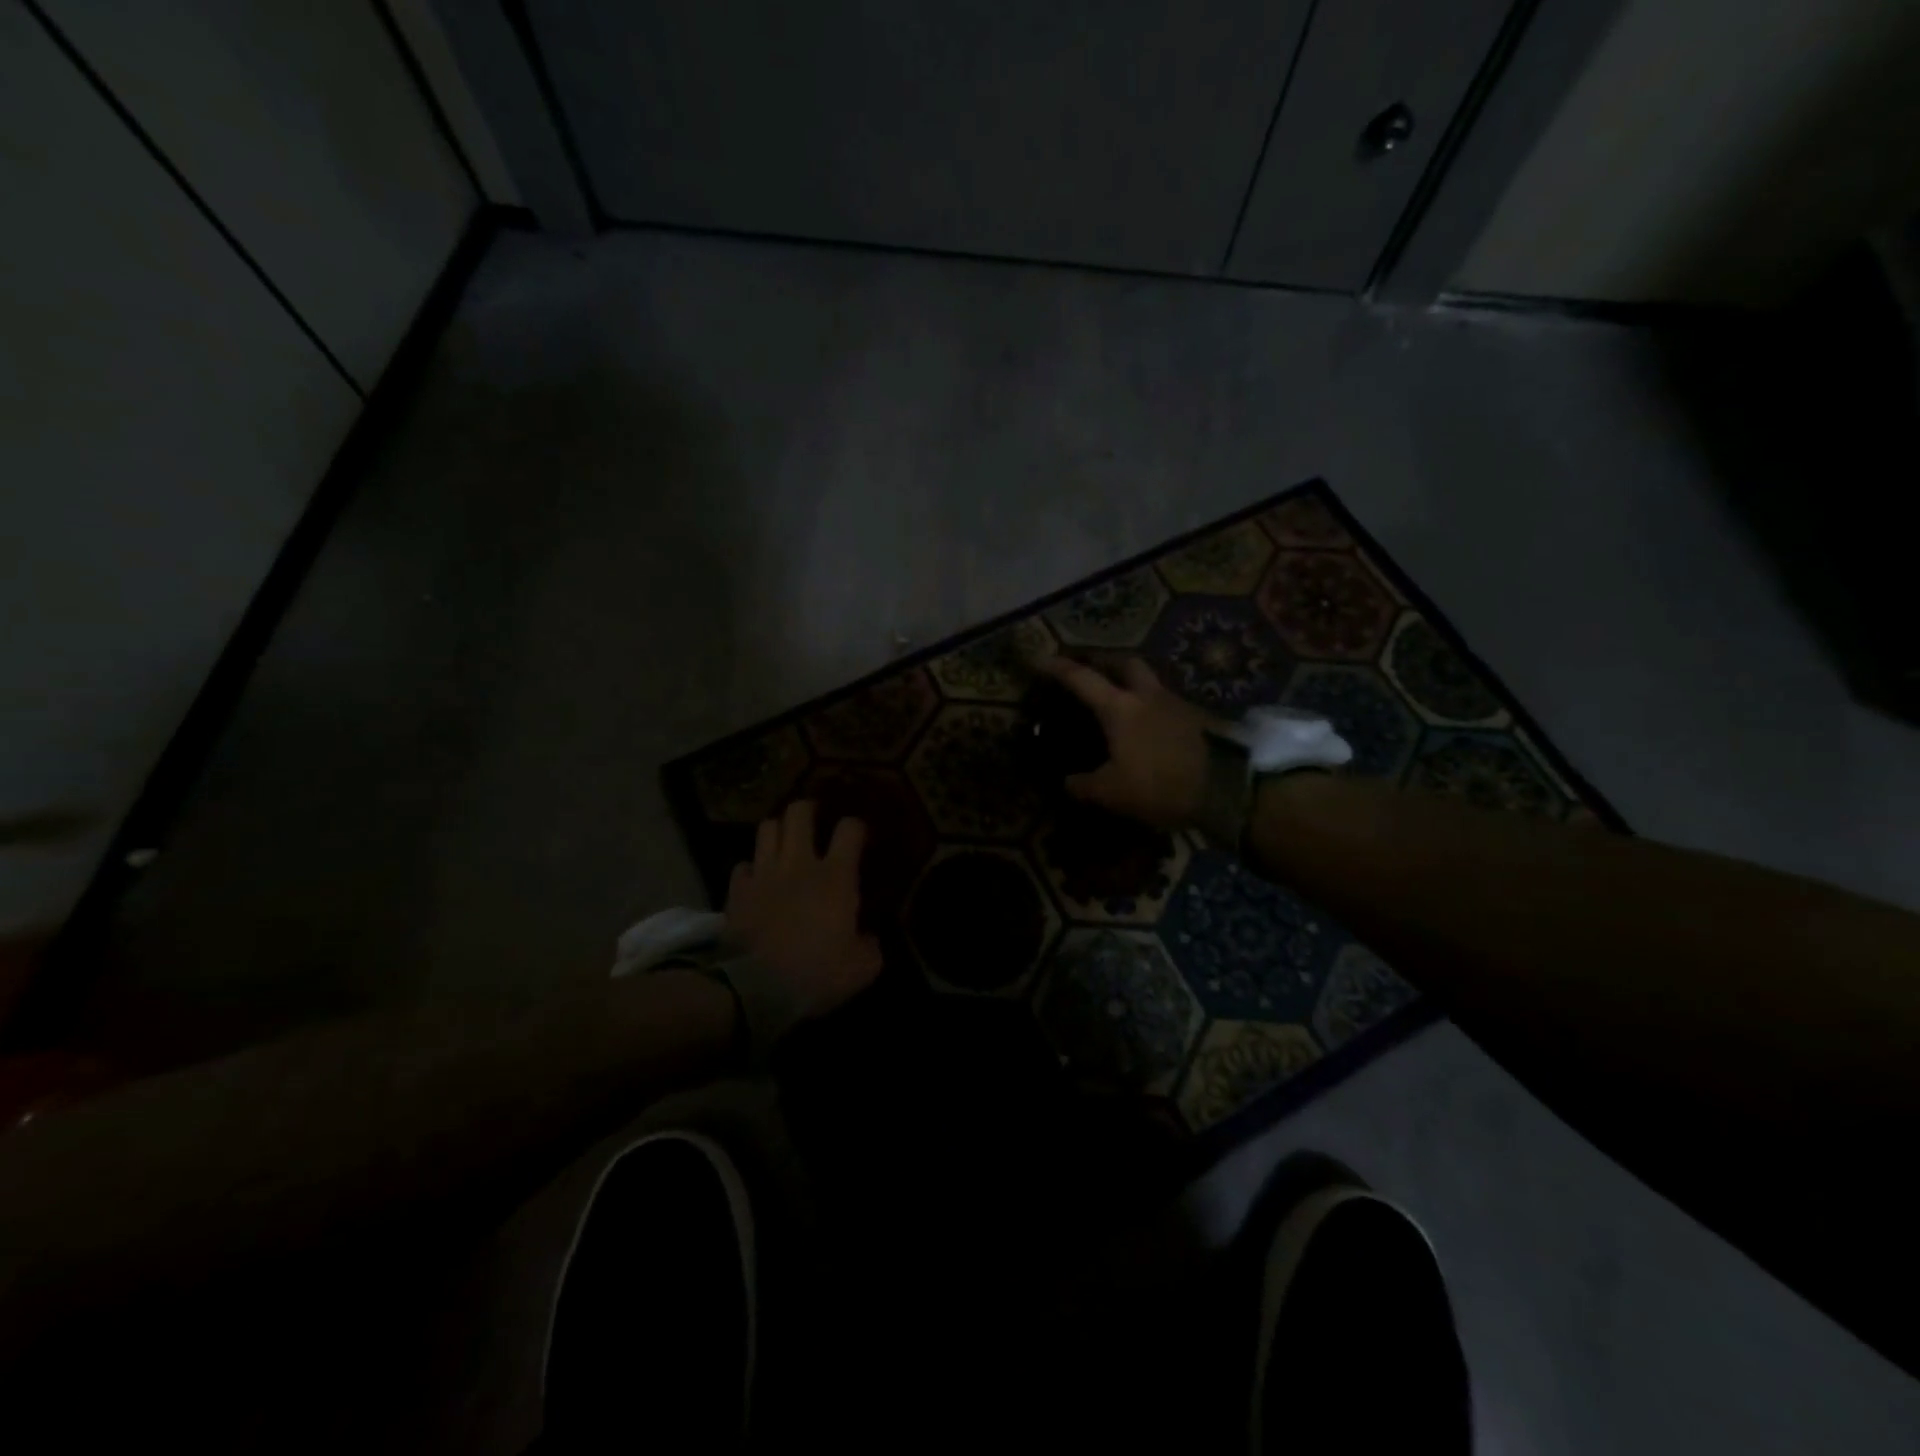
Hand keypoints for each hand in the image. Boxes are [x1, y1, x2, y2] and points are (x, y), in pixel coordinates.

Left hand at [724, 800, 882, 1020]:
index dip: (856, 827)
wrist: (755, 989)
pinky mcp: (737, 891)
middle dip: (808, 810)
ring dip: (778, 831)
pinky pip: (743, 865)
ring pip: (767, 828)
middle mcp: (798, 864)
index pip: (850, 829)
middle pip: (799, 813)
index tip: (859, 838)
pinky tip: (758, 880)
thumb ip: (870, 947)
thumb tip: (868, 938)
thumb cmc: (815, 974)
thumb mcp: (862, 969)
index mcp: (835, 877)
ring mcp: (763, 874)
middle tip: (814, 820)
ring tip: (785, 843)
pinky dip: (752, 869)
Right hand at [1040, 656, 1211, 829]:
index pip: (1082, 679)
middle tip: (1092, 670)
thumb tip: (1067, 782)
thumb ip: (1084, 785)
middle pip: (1125, 663)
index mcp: (1120, 707)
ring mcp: (1178, 703)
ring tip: (1122, 701)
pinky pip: (1168, 704)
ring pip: (1150, 681)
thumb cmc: (1161, 784)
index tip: (1040, 660)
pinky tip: (1150, 727)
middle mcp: (1148, 695)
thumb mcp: (1113, 793)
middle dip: (1105, 661)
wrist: (1229, 787)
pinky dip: (1154, 708)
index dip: (1058, 668)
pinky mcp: (1200, 718)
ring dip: (1133, 684)